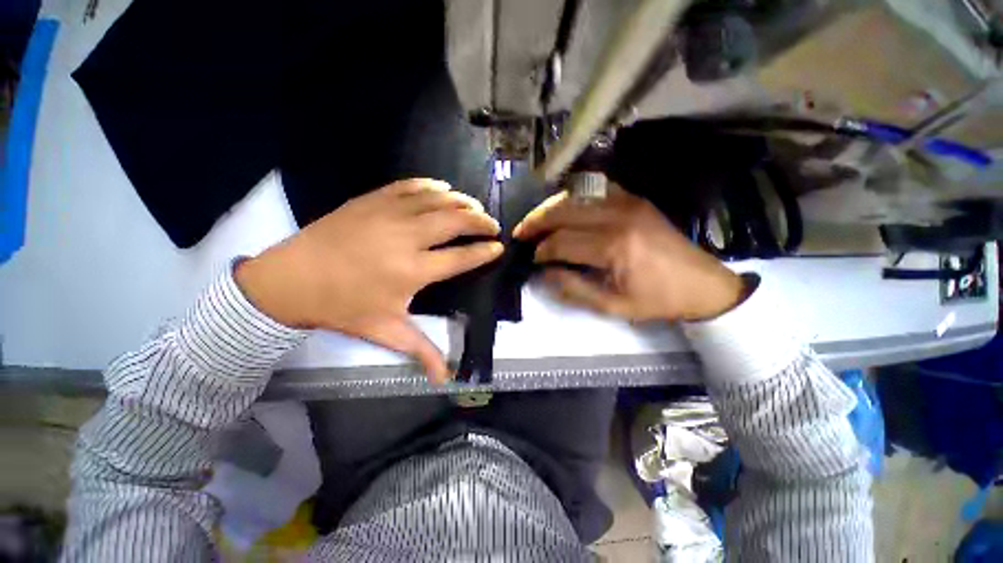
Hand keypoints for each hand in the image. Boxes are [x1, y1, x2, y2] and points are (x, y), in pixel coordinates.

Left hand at [235, 179, 502, 382]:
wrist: (290, 280)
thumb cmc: (343, 307)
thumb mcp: (385, 331)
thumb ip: (421, 350)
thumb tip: (445, 379)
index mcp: (413, 270)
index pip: (461, 257)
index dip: (484, 251)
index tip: (498, 247)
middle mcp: (407, 237)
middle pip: (455, 221)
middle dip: (480, 220)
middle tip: (492, 225)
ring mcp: (389, 214)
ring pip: (437, 199)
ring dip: (462, 201)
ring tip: (474, 207)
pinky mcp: (373, 200)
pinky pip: (410, 186)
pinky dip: (432, 186)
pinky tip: (443, 188)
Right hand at [513, 185, 743, 322]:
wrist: (702, 284)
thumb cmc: (657, 300)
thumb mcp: (612, 306)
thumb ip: (573, 288)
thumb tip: (543, 273)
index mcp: (614, 247)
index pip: (562, 242)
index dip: (541, 250)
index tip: (531, 259)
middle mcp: (618, 216)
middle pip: (564, 211)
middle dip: (536, 221)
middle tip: (520, 232)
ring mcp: (628, 202)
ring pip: (576, 195)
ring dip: (551, 207)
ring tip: (536, 220)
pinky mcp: (634, 198)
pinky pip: (596, 188)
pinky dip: (574, 196)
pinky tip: (564, 208)